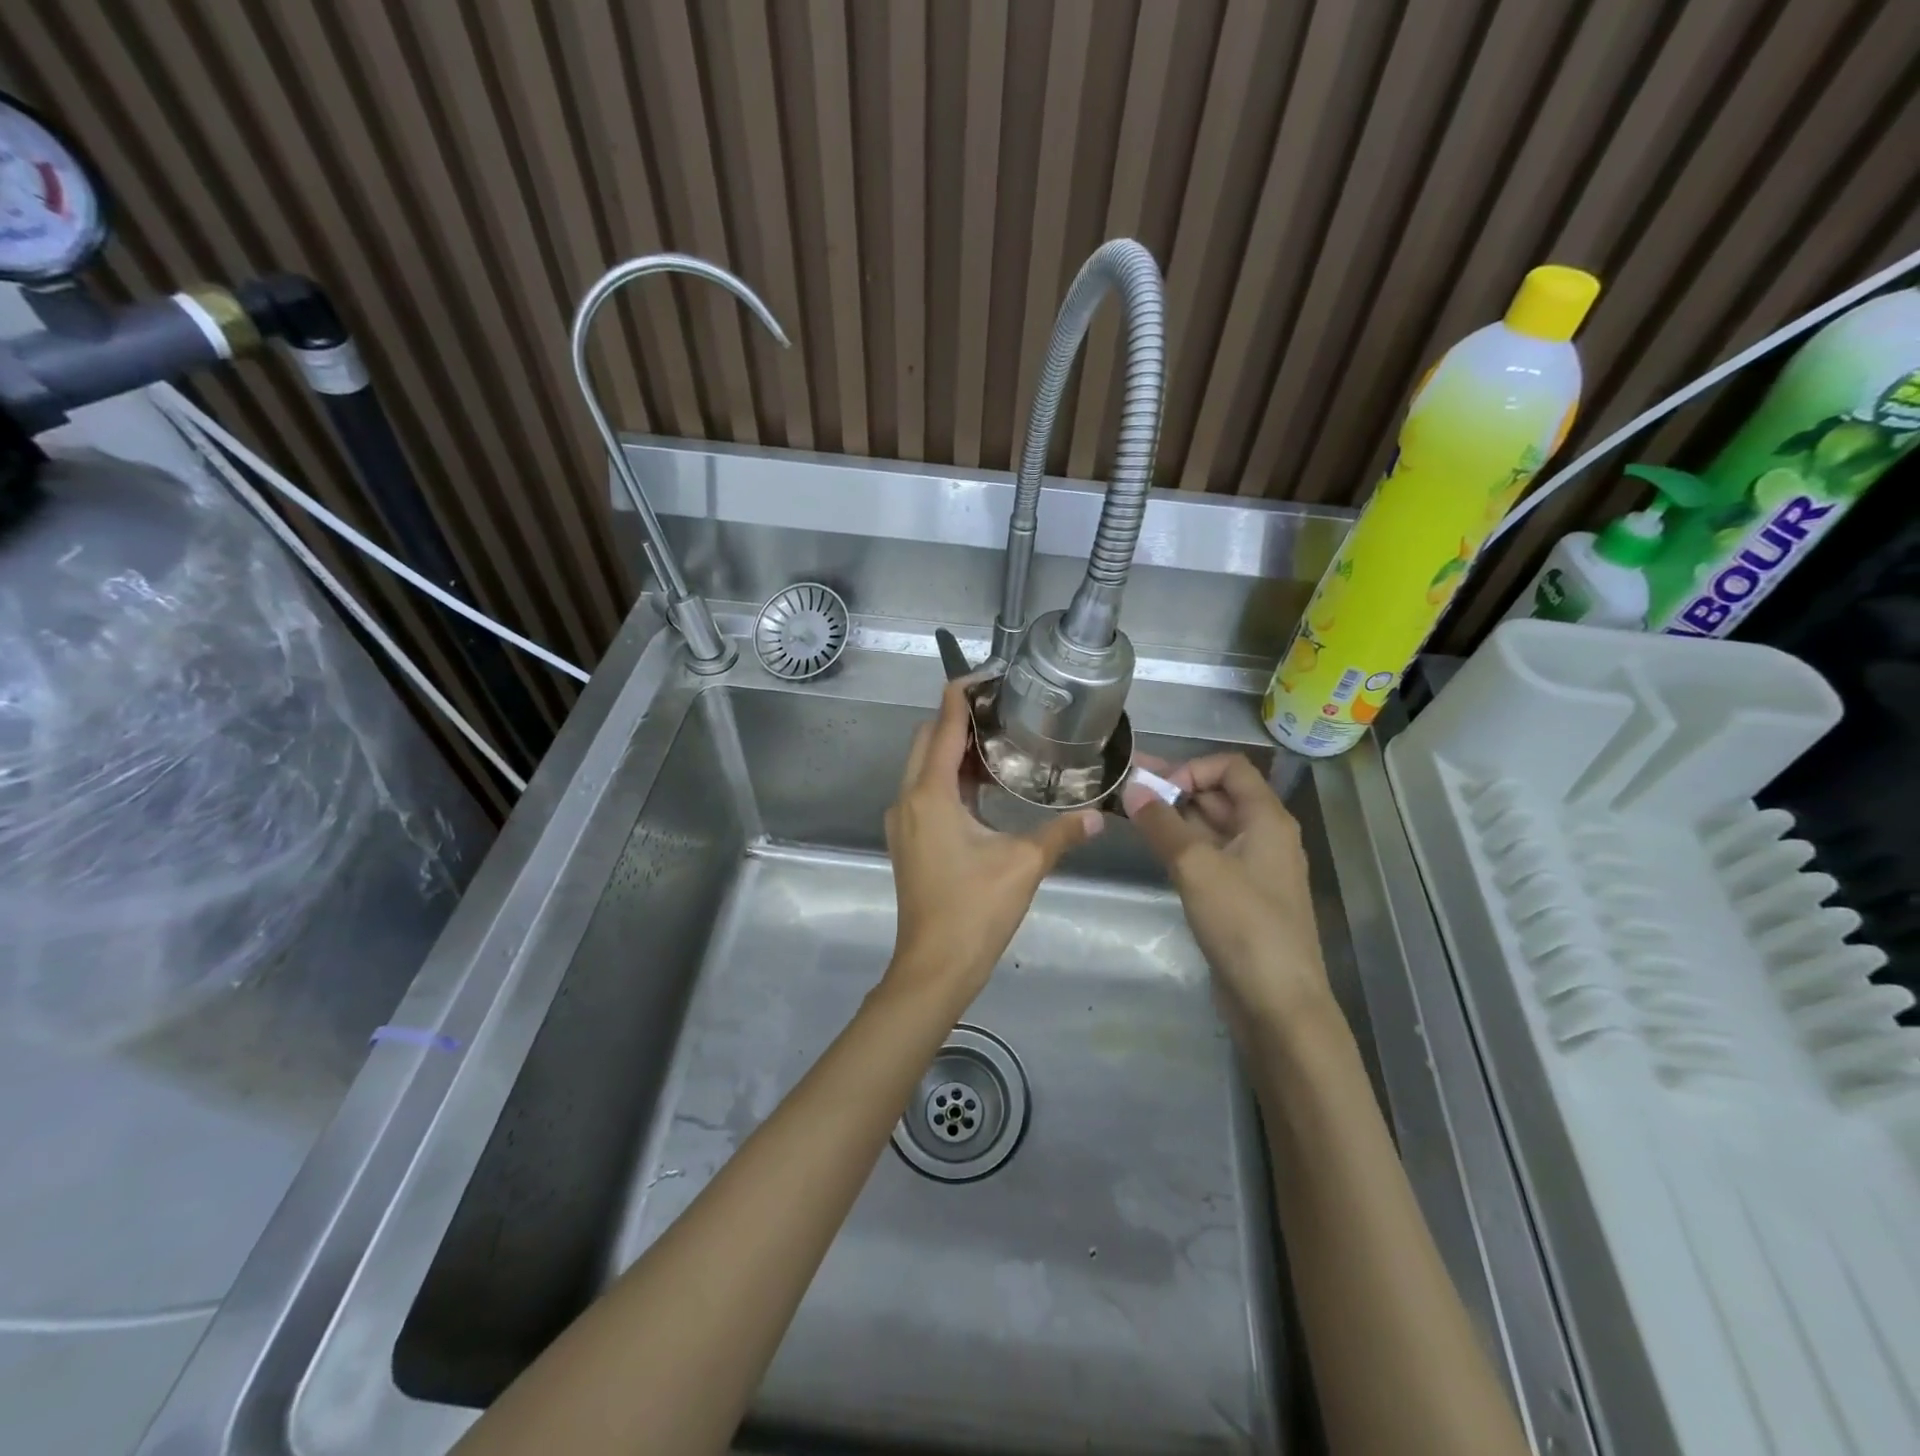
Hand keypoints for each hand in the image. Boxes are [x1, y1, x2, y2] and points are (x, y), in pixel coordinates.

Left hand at [884, 683, 1102, 1005]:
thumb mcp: (1025, 865)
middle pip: (927, 739)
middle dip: (959, 719)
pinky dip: (950, 779)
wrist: (934, 967)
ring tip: (1001, 745)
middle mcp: (907, 798)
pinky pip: (924, 791)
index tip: (990, 675)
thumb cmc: (975, 910)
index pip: (943, 723)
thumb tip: (1101, 816)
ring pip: (923, 766)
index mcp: (930, 794)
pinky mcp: (907, 840)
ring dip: (955, 750)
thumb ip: (1062, 834)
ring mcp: (902, 820)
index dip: (962, 692)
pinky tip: (985, 790)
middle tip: (1004, 713)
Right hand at [1123, 754, 1332, 1042]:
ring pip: (1210, 827)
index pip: (1230, 767)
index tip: (1156, 790)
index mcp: (1267, 819)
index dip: (1191, 769)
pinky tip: (1153, 850)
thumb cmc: (1244, 924)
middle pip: (1219, 795)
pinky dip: (1181, 846)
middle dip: (1174, 789)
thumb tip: (1132, 788)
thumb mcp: (1197, 866)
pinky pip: (1209, 856)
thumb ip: (1162, 824)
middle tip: (1125, 791)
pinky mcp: (1239, 896)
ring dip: (1174, 818)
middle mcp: (1264, 836)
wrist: (1277, 1002)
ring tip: (1129, 815)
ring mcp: (1252, 868)